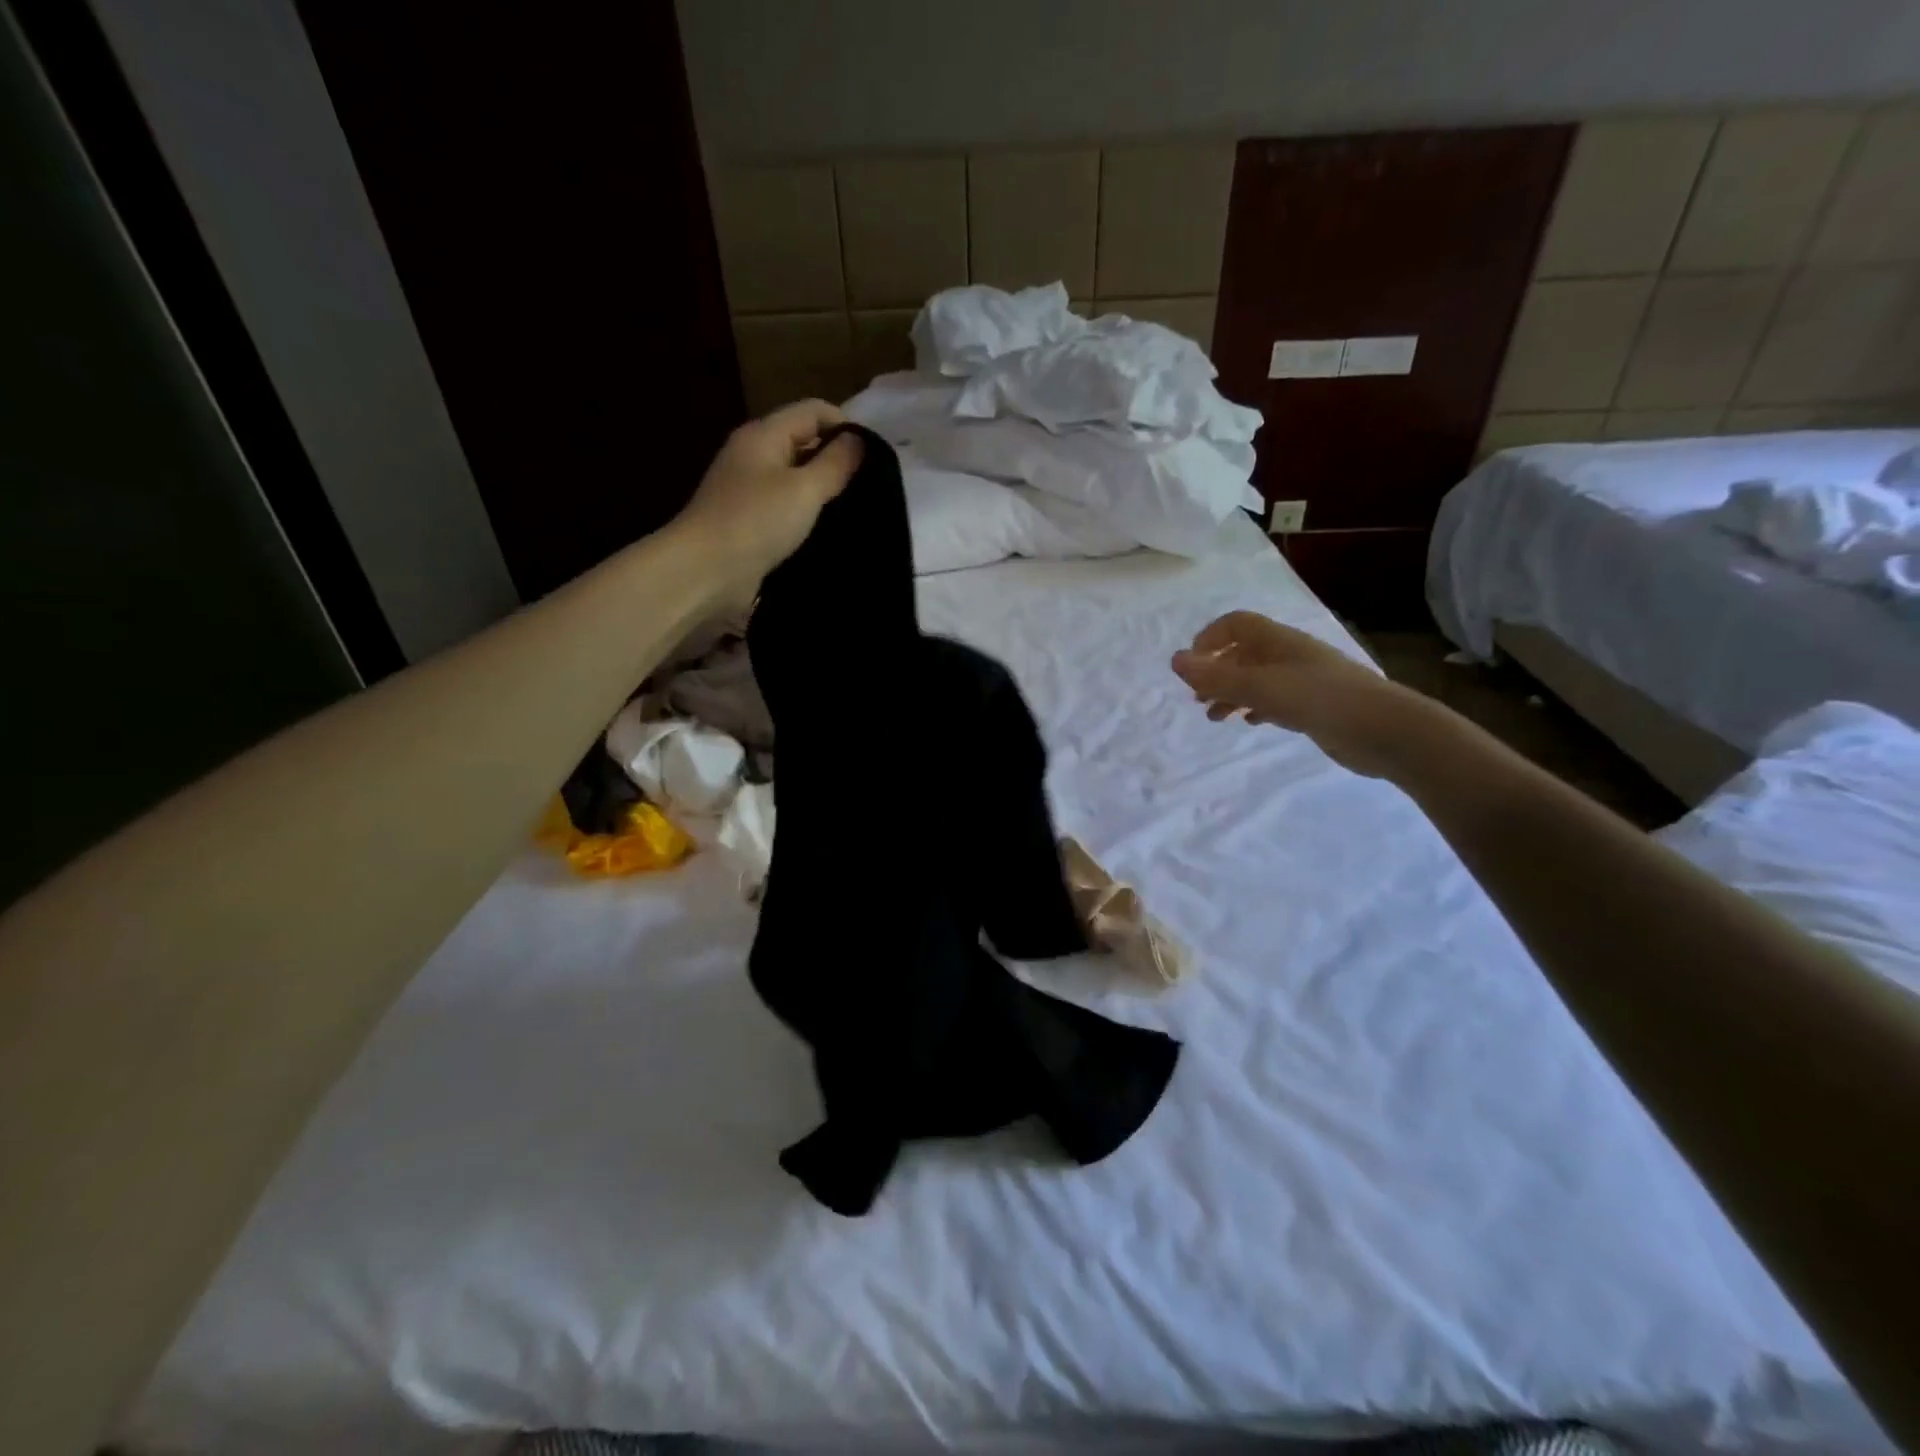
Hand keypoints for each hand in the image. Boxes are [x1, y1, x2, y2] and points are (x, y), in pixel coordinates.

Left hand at [671, 400, 864, 599]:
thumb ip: (835, 463)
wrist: (705, 572)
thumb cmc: (756, 522)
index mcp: (764, 434)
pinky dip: (807, 514)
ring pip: (796, 478)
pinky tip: (828, 530)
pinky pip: (786, 508)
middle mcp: (754, 455)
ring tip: (856, 508)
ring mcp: (749, 489)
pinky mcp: (749, 521)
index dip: (846, 426)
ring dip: (823, 490)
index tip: (876, 457)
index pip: (813, 411)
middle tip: (872, 485)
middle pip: (804, 442)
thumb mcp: (804, 489)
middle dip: (837, 459)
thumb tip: (859, 440)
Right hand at [1170, 611, 1428, 778]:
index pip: (1235, 624)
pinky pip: (1274, 699)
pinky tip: (1250, 722)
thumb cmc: (1320, 699)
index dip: (1209, 639)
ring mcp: (1303, 680)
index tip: (1191, 667)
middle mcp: (1289, 655)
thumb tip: (1174, 661)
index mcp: (1278, 641)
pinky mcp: (1313, 705)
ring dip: (1231, 693)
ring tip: (1215, 717)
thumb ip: (1216, 678)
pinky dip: (1255, 707)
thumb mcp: (1261, 687)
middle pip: (1243, 652)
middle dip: (1216, 671)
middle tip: (1197, 696)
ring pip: (1256, 679)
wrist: (1385, 730)